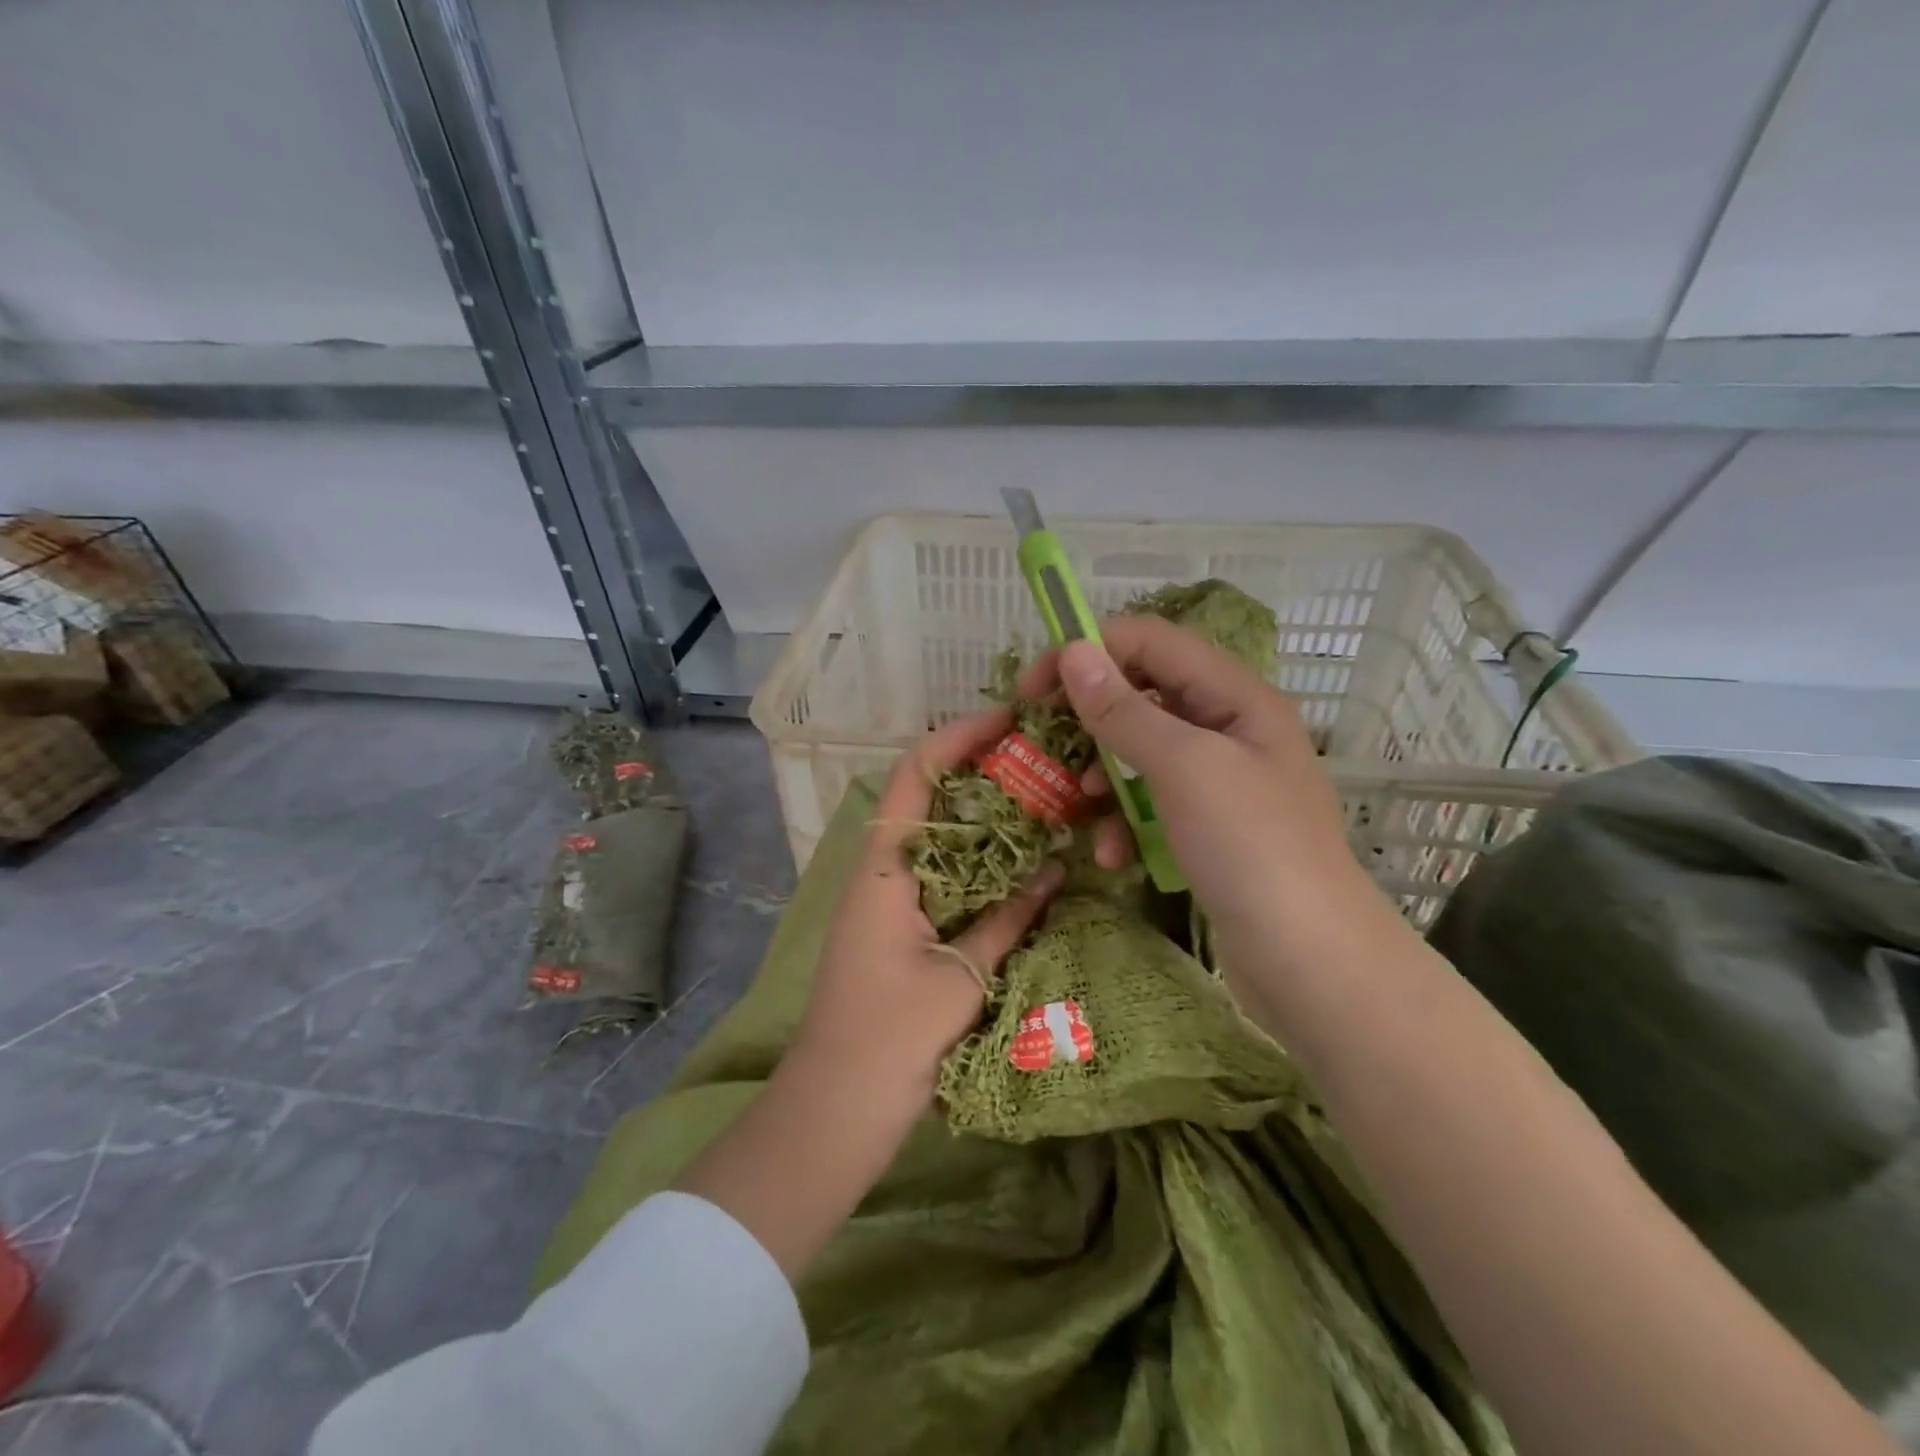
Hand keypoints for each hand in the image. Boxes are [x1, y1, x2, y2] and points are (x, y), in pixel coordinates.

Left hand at [789, 706, 1064, 1111]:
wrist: (834, 1113)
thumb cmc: (889, 1040)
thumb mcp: (960, 977)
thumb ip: (1007, 920)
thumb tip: (1055, 871)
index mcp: (883, 869)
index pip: (914, 776)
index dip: (956, 739)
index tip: (1005, 719)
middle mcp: (881, 874)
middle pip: (927, 801)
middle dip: (978, 775)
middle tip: (1038, 763)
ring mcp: (886, 904)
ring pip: (936, 842)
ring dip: (981, 822)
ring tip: (1038, 804)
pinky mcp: (897, 933)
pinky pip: (940, 881)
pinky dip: (977, 867)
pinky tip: (1017, 869)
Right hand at [1019, 617, 1402, 979]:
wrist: (1309, 960)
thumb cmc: (1250, 847)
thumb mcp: (1183, 767)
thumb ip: (1125, 709)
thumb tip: (1075, 651)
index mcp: (1234, 696)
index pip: (1150, 642)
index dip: (1089, 651)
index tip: (1033, 686)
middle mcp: (1228, 728)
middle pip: (1143, 695)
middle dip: (1090, 718)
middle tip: (1042, 742)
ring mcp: (1219, 781)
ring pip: (1141, 754)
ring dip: (1102, 775)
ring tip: (1076, 802)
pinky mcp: (1207, 828)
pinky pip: (1152, 804)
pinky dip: (1125, 822)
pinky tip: (1111, 855)